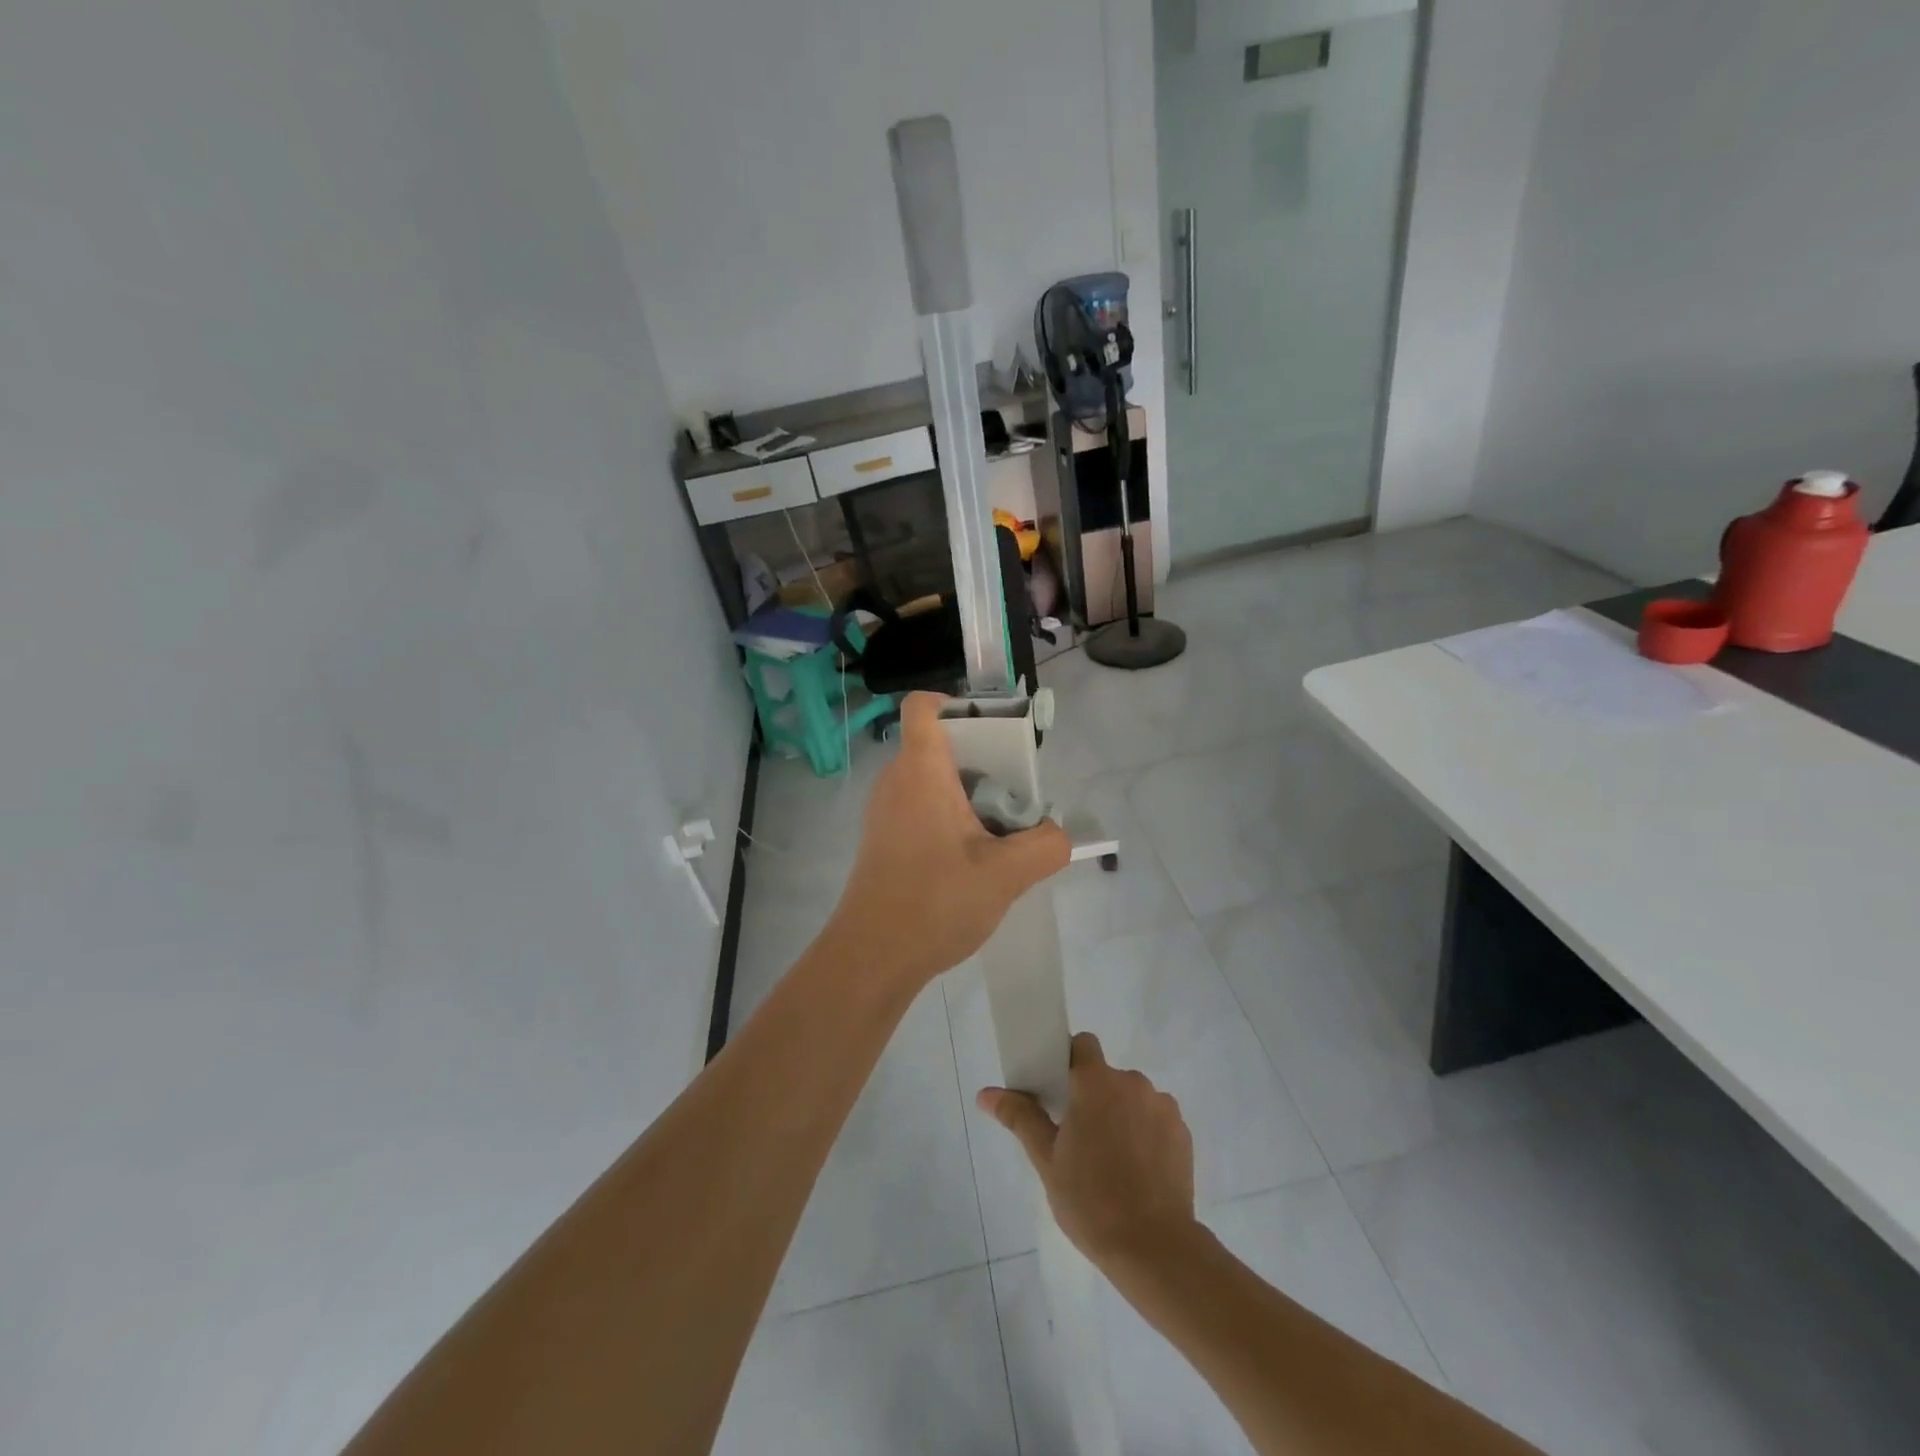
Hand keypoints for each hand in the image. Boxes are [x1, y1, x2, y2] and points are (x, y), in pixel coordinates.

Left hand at [826, 692, 1070, 992]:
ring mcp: (884, 811)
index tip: (993, 730)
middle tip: (1015, 792)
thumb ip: (1047, 845)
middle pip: (937, 744)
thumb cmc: (935, 902)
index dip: (955, 702)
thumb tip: (1055, 833)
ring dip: (968, 792)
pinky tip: (972, 858)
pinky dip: (948, 816)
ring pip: (931, 779)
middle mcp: (895, 780)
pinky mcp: (882, 839)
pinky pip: (919, 806)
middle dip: (981, 758)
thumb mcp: (1008, 875)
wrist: (872, 957)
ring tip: (1000, 830)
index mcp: (920, 770)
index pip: (923, 706)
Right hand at [977, 1032, 1196, 1268]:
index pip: (1083, 1046)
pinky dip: (1145, 1134)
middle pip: (1106, 1076)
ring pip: (1132, 1098)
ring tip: (1111, 1160)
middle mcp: (1132, 1083)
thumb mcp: (1046, 1160)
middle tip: (1079, 1137)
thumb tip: (985, 1093)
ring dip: (1121, 1115)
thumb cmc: (1091, 1200)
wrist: (1154, 1248)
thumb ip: (1020, 1117)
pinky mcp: (1183, 1133)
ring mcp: (1162, 1107)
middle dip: (1094, 1097)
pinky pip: (1156, 1119)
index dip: (1070, 1061)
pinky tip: (1137, 1171)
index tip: (1059, 1091)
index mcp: (1096, 1083)